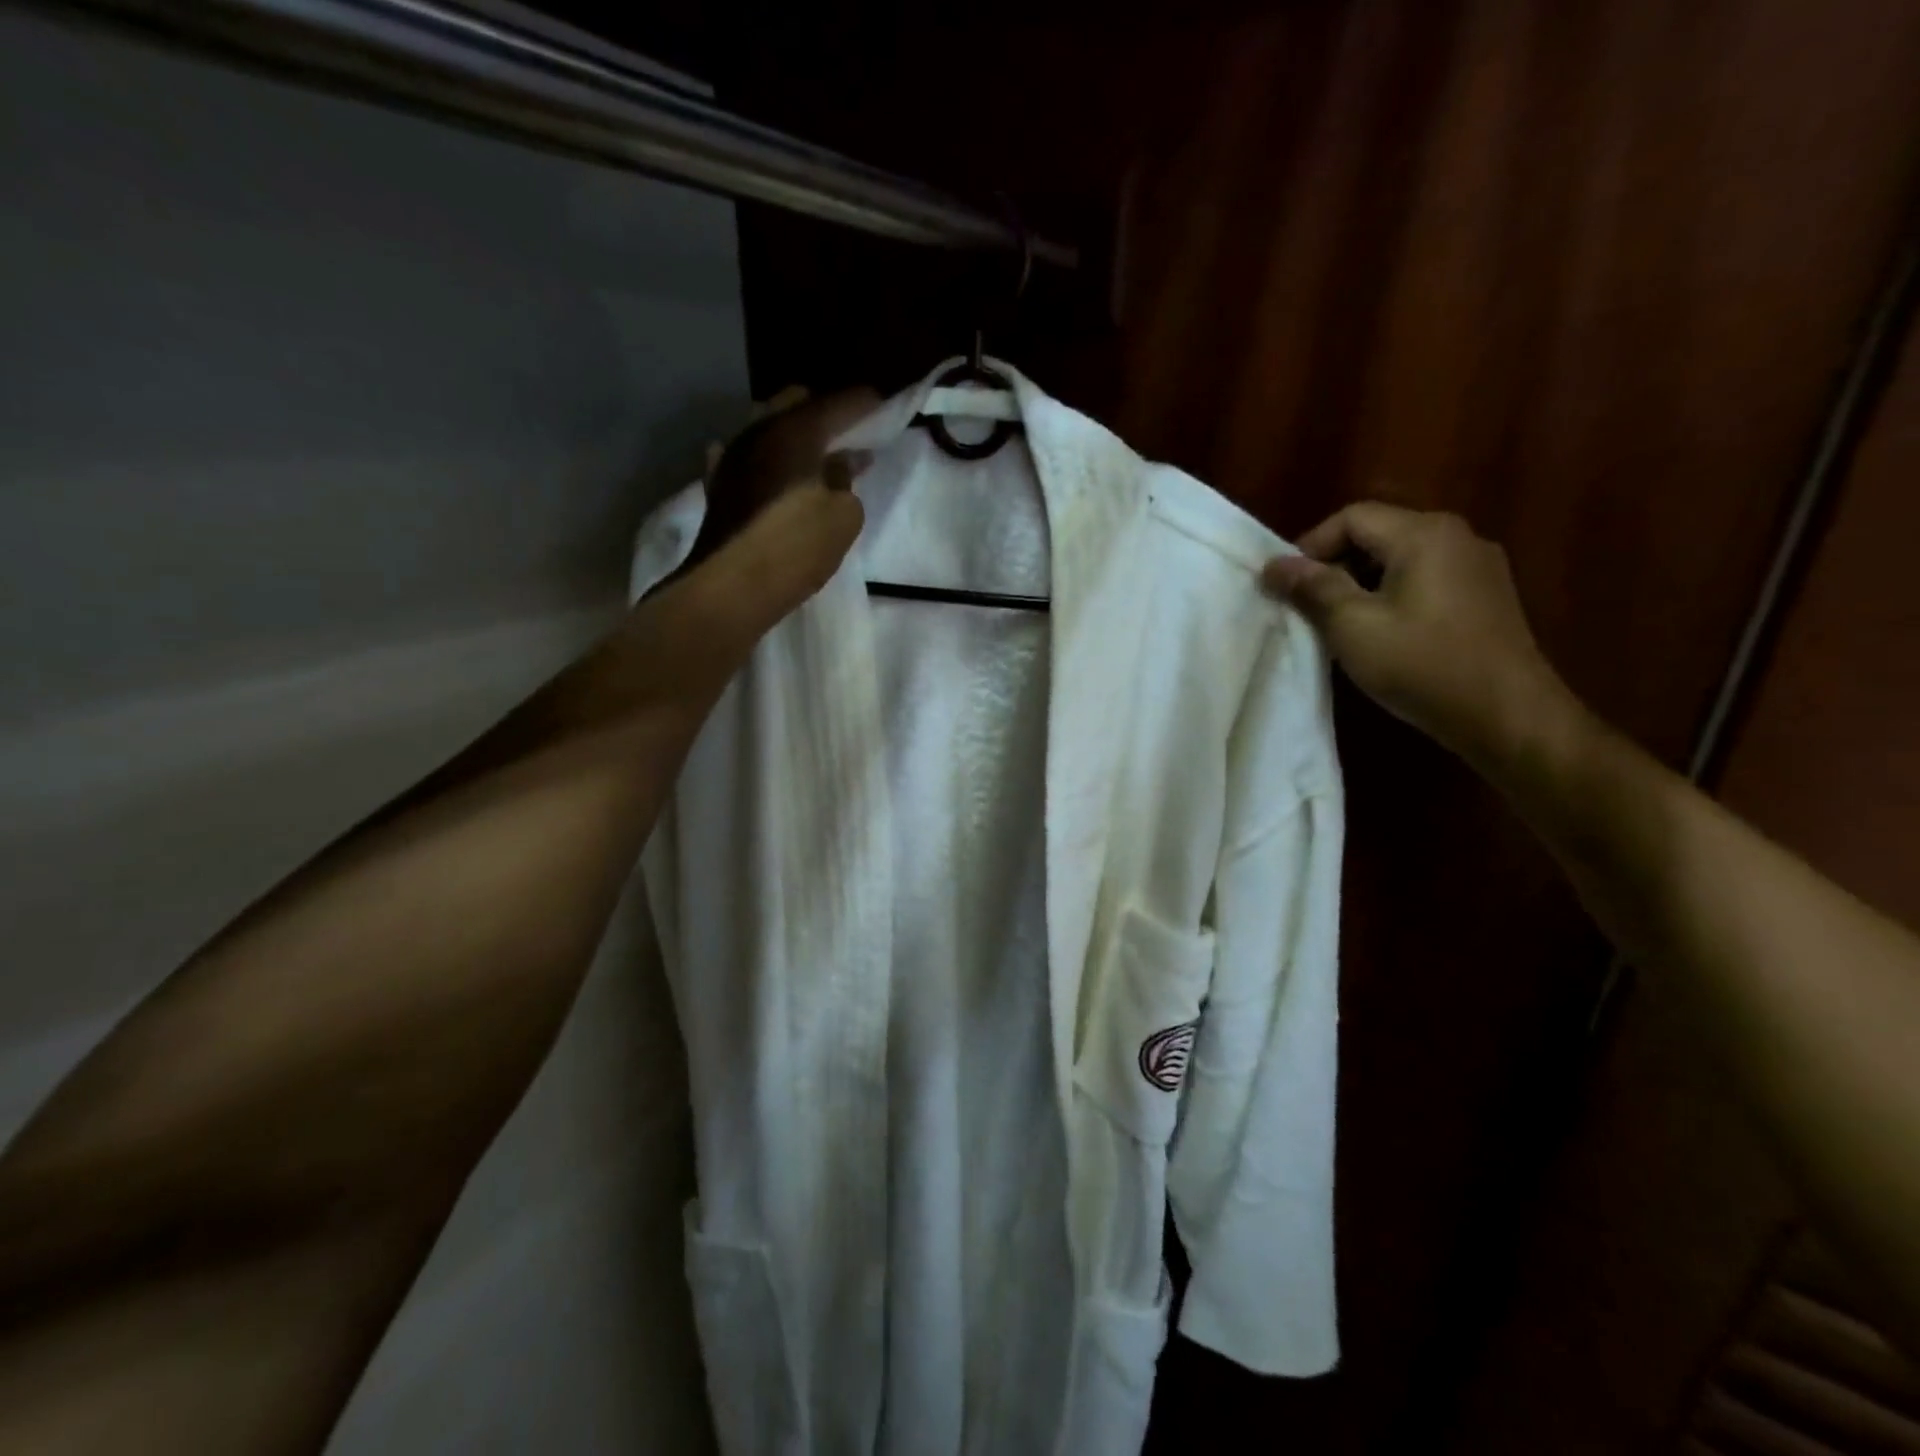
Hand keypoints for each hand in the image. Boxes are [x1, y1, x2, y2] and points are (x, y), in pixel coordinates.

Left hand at [678, 385, 877, 634]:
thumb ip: (846, 480)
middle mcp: (759, 431)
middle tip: (849, 430)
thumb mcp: (842, 516)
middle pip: (795, 403)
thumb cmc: (796, 547)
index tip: (881, 406)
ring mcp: (733, 457)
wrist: (731, 588)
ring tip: (816, 455)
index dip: (863, 403)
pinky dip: (767, 460)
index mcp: (795, 431)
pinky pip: (748, 459)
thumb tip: (842, 461)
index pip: (837, 403)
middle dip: (824, 411)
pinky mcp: (719, 486)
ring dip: (794, 435)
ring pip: (768, 427)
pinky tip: (772, 469)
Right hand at [1261, 503, 1582, 767]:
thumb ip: (1313, 587)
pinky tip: (1381, 632)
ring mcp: (1477, 566)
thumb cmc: (1422, 664)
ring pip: (1401, 558)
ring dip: (1361, 582)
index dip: (1310, 546)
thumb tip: (1274, 564)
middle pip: (1379, 533)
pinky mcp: (1486, 597)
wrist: (1507, 714)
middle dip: (1334, 564)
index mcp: (1424, 533)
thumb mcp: (1353, 625)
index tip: (1285, 585)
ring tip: (1337, 622)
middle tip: (1305, 605)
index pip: (1352, 517)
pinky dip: (1392, 594)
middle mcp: (1457, 536)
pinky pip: (1426, 579)